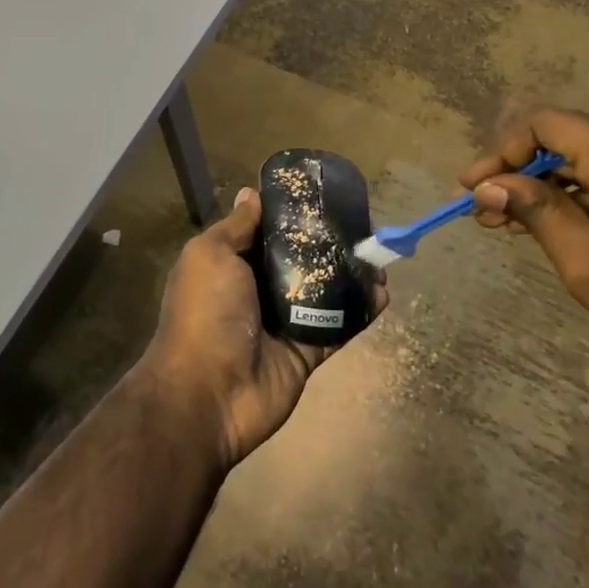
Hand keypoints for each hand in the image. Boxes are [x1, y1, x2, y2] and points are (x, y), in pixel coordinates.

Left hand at [141, 188, 385, 470]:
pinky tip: (383, 293)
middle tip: (361, 226)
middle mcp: (256, 289)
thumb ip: (237, 227)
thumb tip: (252, 193)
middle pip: (298, 260)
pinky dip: (360, 311)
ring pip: (323, 291)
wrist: (208, 394)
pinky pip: (337, 326)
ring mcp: (282, 323)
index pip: (265, 232)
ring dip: (350, 275)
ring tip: (378, 257)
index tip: (321, 195)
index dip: (290, 215)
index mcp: (231, 264)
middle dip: (327, 243)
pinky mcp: (306, 352)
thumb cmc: (205, 312)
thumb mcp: (211, 255)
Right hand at [460, 107, 588, 399]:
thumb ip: (537, 213)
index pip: (547, 123)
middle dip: (520, 173)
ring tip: (509, 222)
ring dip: (548, 185)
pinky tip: (554, 220)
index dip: (502, 151)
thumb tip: (488, 185)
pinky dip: (582, 192)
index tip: (472, 188)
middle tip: (484, 212)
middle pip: (567, 138)